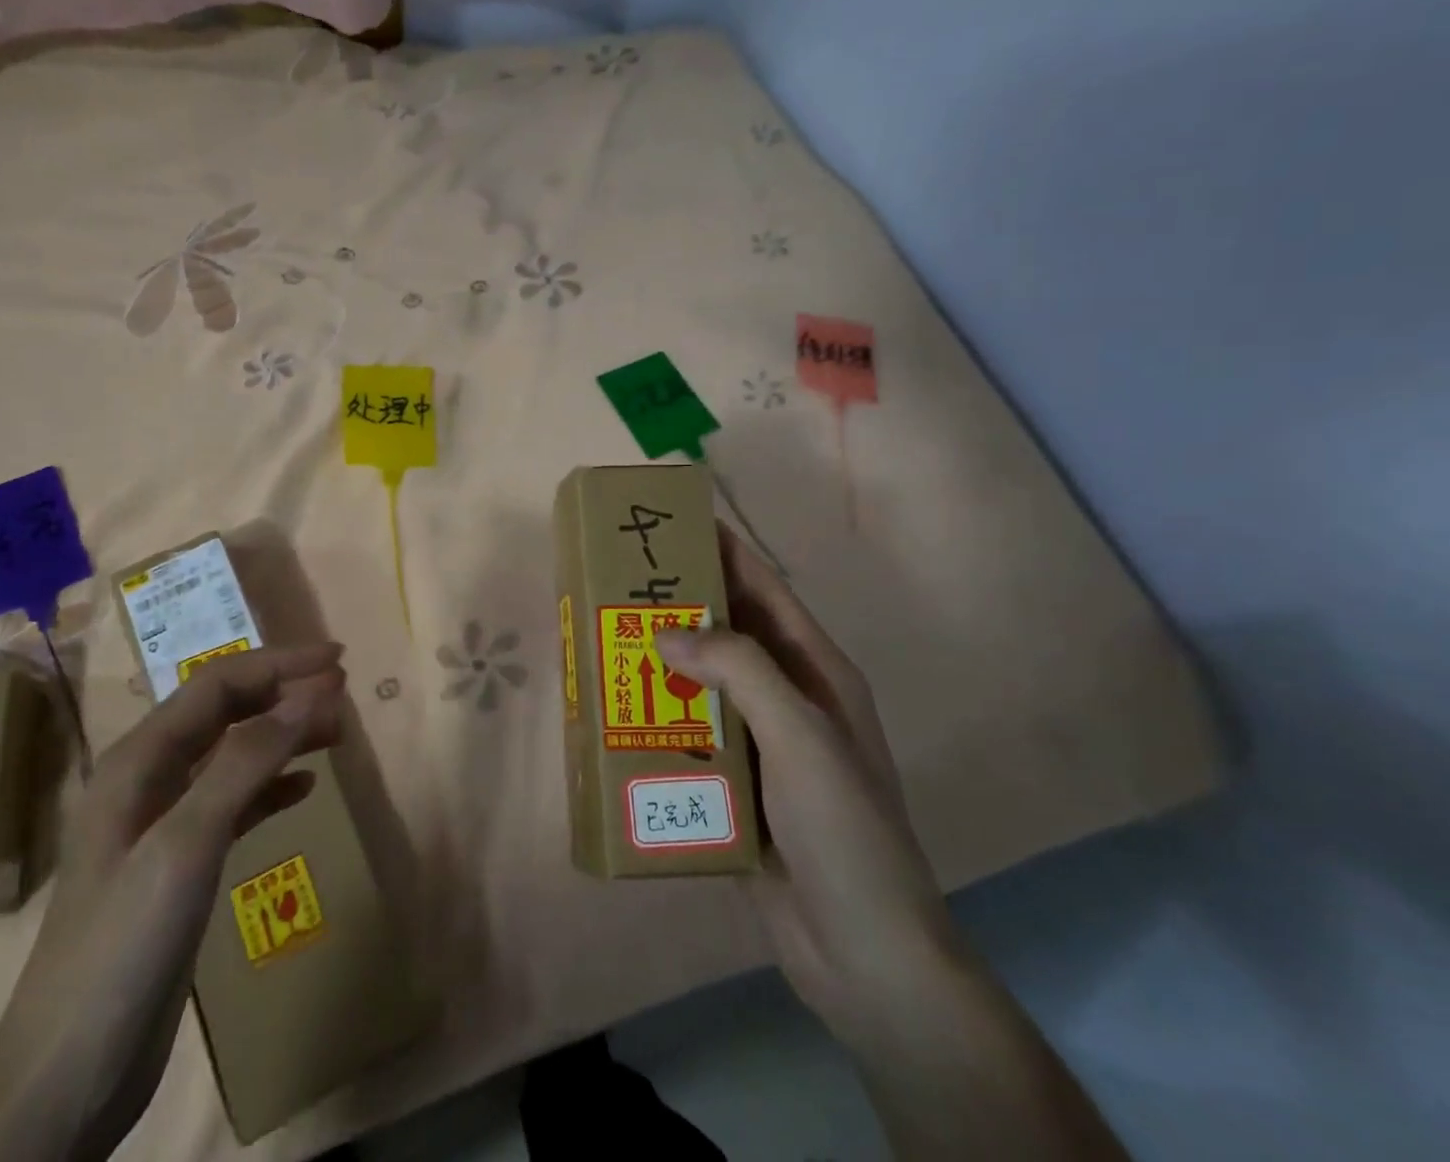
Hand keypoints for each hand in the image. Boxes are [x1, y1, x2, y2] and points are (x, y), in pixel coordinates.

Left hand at [0, 643, 346, 1161]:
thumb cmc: (123, 947)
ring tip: (336, 731)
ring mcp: (162, 823)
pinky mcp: (179, 864)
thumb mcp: (187, 844)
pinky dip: (271, 785)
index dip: (279, 664)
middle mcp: (148, 779)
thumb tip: (310, 695)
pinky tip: (304, 786)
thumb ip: (246, 762)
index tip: (338, 661)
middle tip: (344, 692)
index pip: (218, 685)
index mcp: (139, 760)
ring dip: (284, 735)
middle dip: (284, 693)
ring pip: (233, 754)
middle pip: (225, 712)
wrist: (66, 1078)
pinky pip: (234, 802)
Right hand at [655, 527, 959, 1036]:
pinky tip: (619, 713)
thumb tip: (667, 633)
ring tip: (608, 639)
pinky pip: (692, 734)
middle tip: (621, 581)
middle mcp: (789, 697)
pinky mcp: (737, 785)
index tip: (677, 521)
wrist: (865, 954)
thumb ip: (739, 671)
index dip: (726, 551)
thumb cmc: (846, 830)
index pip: (765, 590)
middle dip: (681, 604)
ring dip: (663, 663)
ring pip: (704, 684)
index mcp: (816, 671)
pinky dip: (659, 718)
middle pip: (728, 633)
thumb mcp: (801, 736)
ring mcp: (763, 743)